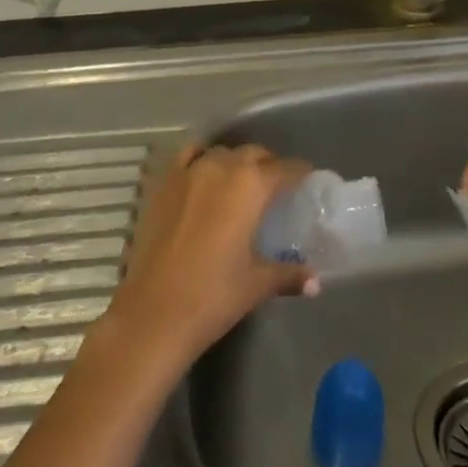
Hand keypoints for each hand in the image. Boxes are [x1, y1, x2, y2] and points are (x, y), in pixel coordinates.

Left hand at [104, 143, 317, 371]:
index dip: (299, 172)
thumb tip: (316, 282)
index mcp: (251, 185)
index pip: (285, 168)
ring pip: (221, 152)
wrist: (152, 313)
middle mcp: (222, 166)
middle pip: (253, 154)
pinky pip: (188, 156)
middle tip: (277, 186)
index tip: (307, 179)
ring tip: (241, 182)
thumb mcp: (257, 284)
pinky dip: (201, 158)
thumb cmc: (213, 295)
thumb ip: (289, 274)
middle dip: (268, 165)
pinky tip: (204, 174)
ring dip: (236, 162)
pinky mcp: (163, 184)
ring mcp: (188, 172)